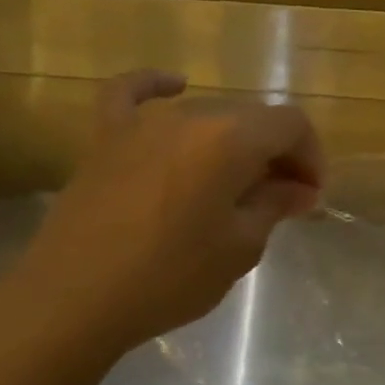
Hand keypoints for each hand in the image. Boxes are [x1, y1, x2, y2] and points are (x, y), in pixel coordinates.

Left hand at [0, 71, 321, 364]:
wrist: (73, 300)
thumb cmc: (170, 276)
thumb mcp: (240, 246)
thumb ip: (275, 205)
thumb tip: (300, 189)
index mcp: (230, 140)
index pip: (291, 125)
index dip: (311, 156)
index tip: (311, 196)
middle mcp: (189, 116)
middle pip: (252, 118)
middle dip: (278, 154)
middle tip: (284, 198)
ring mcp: (142, 124)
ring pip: (206, 115)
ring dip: (235, 142)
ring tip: (240, 182)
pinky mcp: (105, 139)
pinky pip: (131, 95)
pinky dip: (156, 86)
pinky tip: (175, 84)